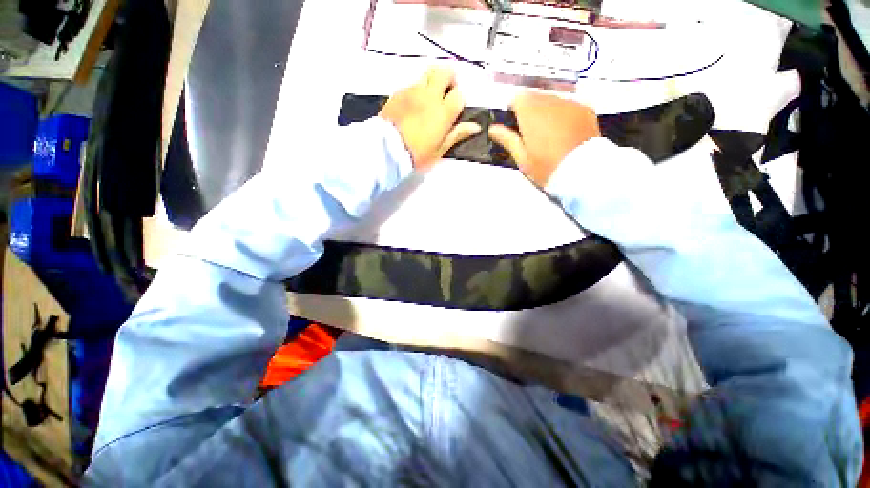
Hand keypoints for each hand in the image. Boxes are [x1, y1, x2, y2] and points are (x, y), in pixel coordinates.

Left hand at [379, 66, 481, 169]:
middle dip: (449, 79)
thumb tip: (476, 127)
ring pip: (427, 74)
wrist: (387, 150)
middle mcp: (430, 95)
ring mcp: (413, 91)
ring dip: (432, 82)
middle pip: (445, 72)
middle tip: (445, 94)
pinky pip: (412, 84)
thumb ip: (457, 134)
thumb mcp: (440, 149)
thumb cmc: (417, 154)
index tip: (454, 112)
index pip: (459, 95)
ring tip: (428, 99)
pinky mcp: (398, 92)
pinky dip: (417, 90)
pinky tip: (413, 105)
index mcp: (443, 112)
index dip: (459, 102)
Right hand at [489, 92, 600, 186]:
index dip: (514, 109)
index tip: (514, 123)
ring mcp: (570, 103)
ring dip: (547, 110)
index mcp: (531, 113)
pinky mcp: (585, 108)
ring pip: (552, 99)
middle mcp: (550, 101)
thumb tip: (493, 128)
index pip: (517, 98)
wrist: (582, 172)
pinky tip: (565, 131)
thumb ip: (508, 139)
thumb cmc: (547, 168)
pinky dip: (563, 113)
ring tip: (550, 133)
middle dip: (530, 109)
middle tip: (532, 132)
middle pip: (535, 96)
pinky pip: (568, 105)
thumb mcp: (522, 158)